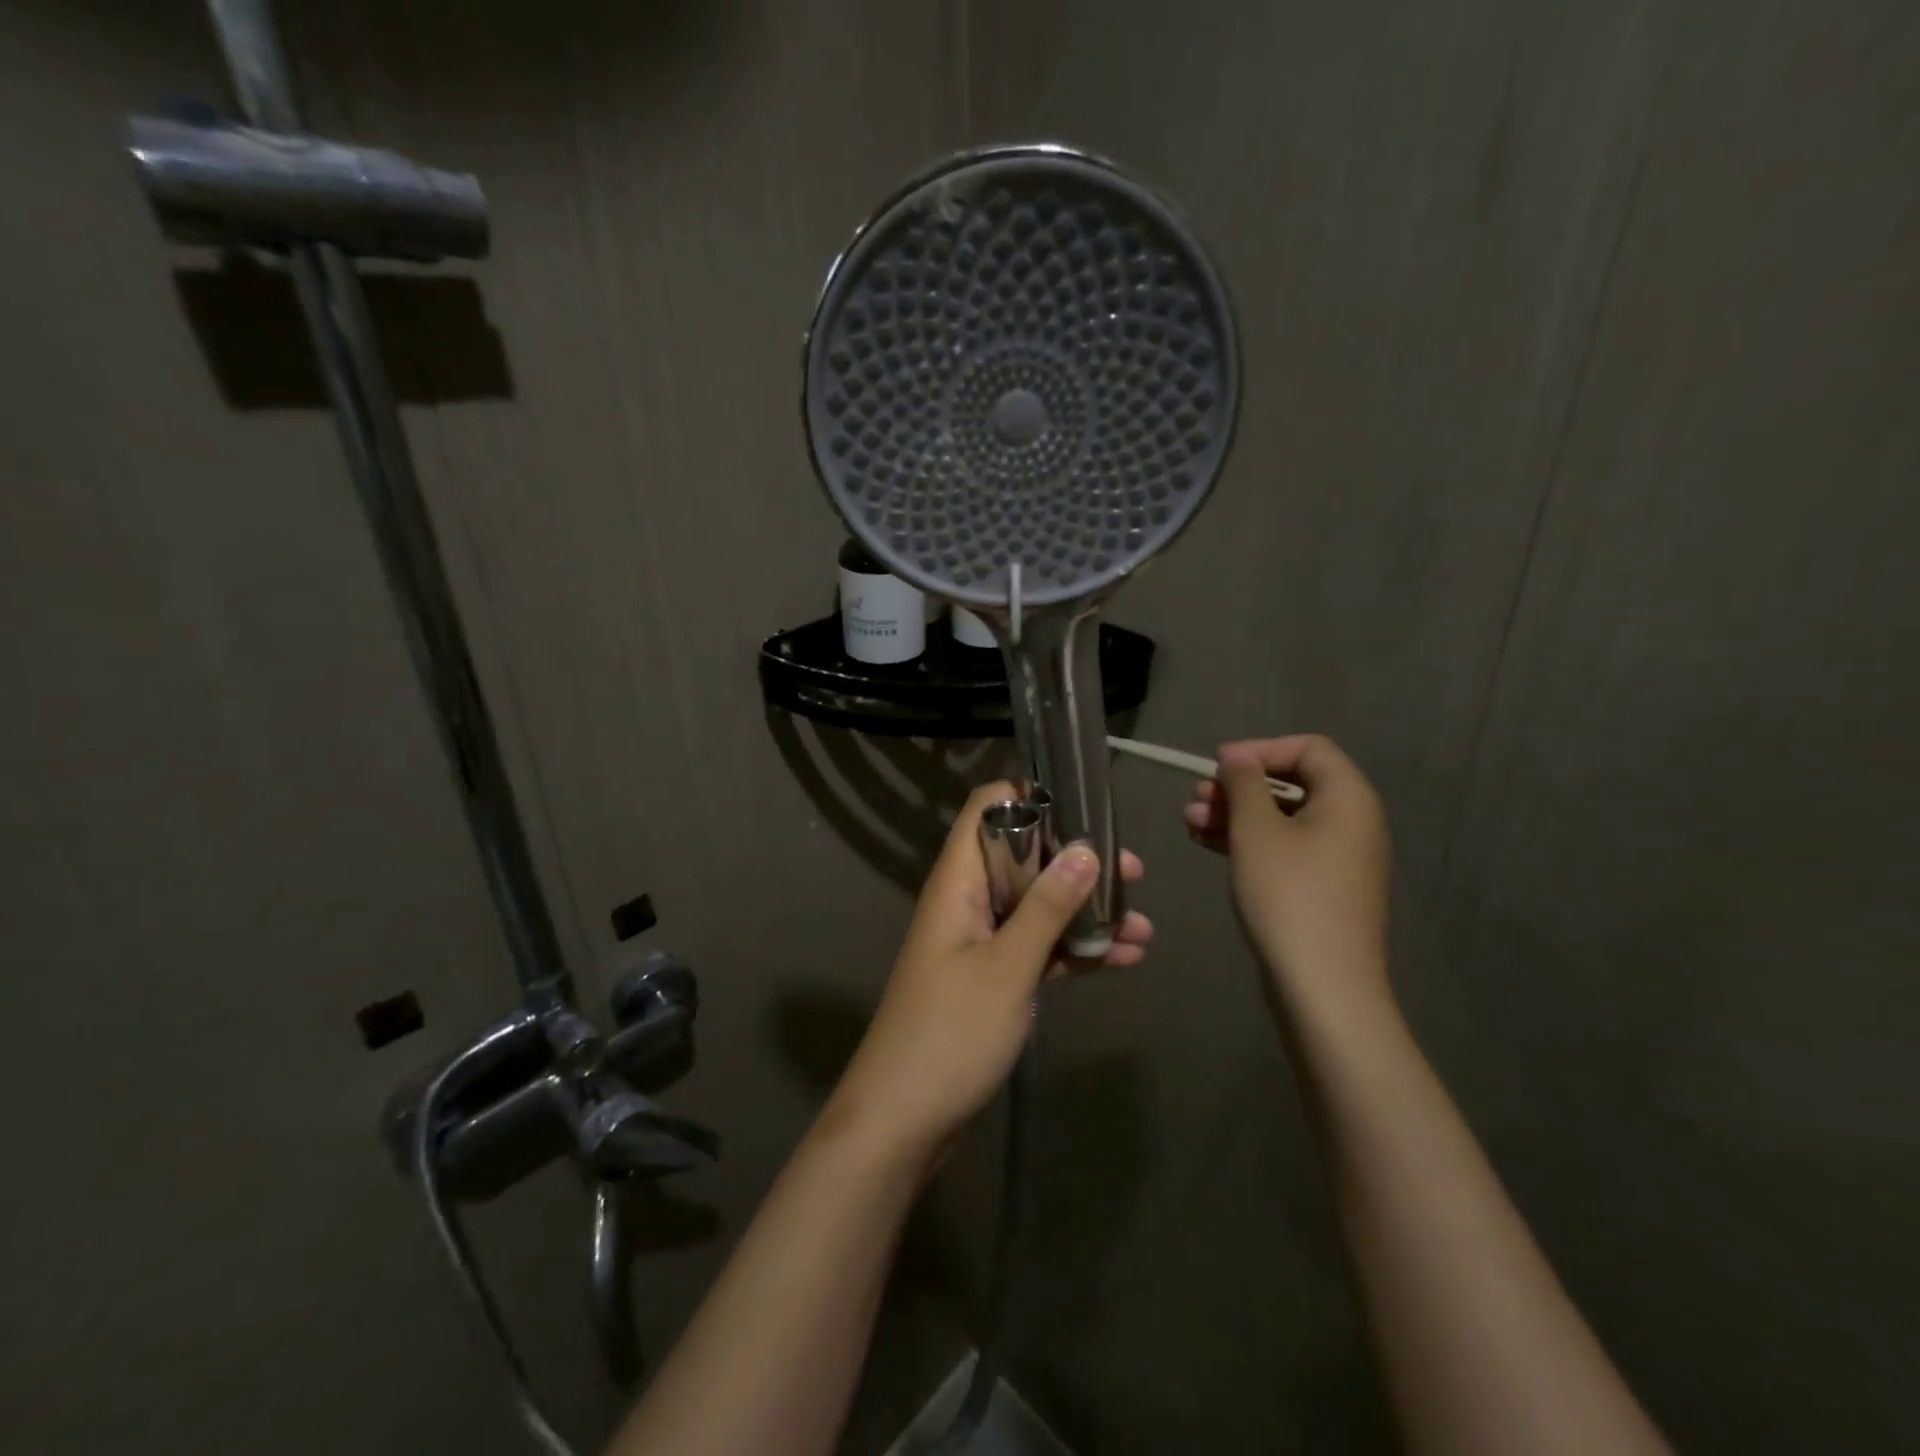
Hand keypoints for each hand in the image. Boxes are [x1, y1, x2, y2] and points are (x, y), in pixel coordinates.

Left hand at [828, 782, 1150, 1158]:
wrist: (902, 1120)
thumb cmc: (950, 1032)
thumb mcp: (1007, 966)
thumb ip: (1047, 906)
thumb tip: (1085, 848)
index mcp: (958, 882)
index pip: (987, 811)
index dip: (1031, 799)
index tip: (1084, 806)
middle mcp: (967, 901)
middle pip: (1023, 858)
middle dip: (1076, 861)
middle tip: (1133, 872)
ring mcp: (979, 942)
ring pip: (1036, 906)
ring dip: (1085, 912)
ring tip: (1144, 926)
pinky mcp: (991, 979)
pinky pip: (1037, 948)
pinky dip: (1074, 950)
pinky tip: (1123, 960)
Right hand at [1184, 735, 1392, 1024]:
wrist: (1323, 986)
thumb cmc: (1289, 895)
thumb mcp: (1256, 830)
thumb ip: (1244, 783)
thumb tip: (1237, 755)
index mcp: (1348, 798)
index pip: (1308, 748)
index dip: (1260, 749)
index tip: (1217, 765)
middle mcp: (1351, 821)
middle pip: (1292, 783)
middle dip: (1238, 786)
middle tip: (1196, 798)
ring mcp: (1338, 857)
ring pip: (1282, 817)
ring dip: (1235, 814)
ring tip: (1190, 823)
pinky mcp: (1322, 887)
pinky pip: (1284, 847)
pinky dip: (1248, 841)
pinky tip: (1208, 844)